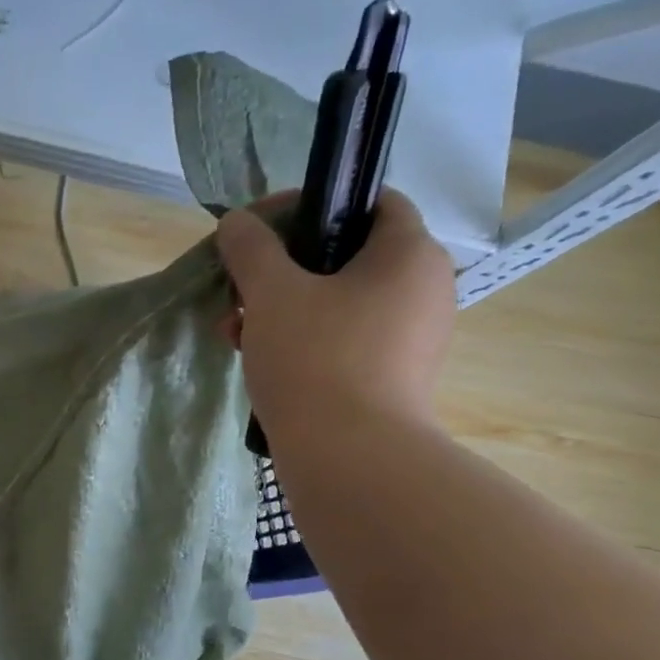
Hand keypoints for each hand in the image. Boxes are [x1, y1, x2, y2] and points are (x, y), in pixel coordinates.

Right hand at [216, 188, 455, 434]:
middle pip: (345, 256)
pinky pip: (343, 341)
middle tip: (239, 288)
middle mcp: (423, 289)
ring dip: (282, 308)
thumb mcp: (271, 294)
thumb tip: (236, 223)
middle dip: (281, 269)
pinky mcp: (392, 377)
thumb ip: (251, 249)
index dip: (310, 205)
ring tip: (235, 331)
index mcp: (409, 253)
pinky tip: (259, 360)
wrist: (350, 458)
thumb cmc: (315, 359)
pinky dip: (302, 340)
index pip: (369, 201)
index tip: (259, 229)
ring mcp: (411, 338)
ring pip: (338, 303)